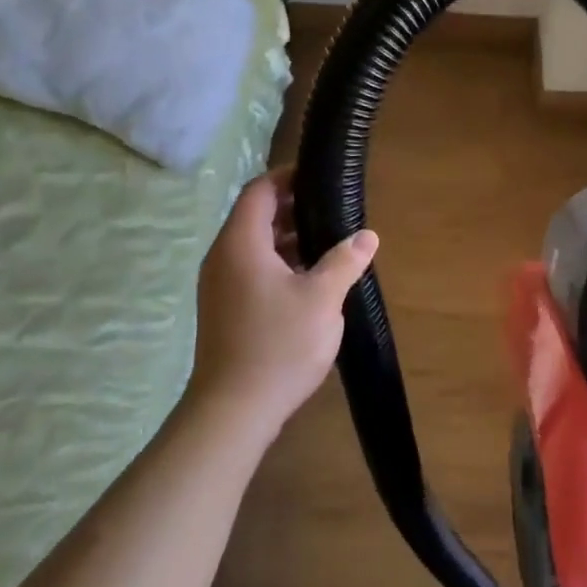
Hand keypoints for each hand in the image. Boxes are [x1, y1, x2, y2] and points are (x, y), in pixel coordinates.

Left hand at [186, 169, 376, 442]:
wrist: (233, 410)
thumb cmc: (278, 345)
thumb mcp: (322, 299)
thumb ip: (345, 261)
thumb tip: (367, 236)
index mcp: (240, 244)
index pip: (259, 190)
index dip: (288, 177)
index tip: (321, 178)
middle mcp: (223, 257)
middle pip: (255, 216)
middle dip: (293, 209)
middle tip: (333, 211)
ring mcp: (219, 286)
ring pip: (253, 246)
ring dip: (287, 239)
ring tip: (328, 244)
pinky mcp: (223, 309)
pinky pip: (251, 270)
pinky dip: (278, 264)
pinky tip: (309, 281)